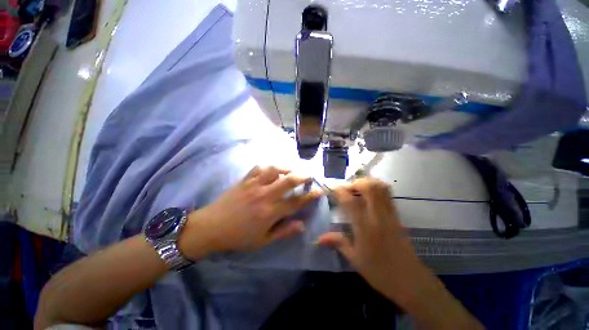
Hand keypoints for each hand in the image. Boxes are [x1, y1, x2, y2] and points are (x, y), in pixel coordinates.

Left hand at [180, 166, 320, 258]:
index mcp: (270, 212)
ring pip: (274, 170)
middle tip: (309, 175)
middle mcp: (265, 195)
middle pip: (288, 181)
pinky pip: (258, 167)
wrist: (211, 227)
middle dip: (302, 176)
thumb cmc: (238, 237)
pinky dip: (268, 166)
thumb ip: (283, 232)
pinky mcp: (245, 180)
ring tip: (292, 170)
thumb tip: (302, 225)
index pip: (296, 202)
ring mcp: (254, 185)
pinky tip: (272, 169)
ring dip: (286, 168)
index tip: (319, 191)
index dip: (310, 196)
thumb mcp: (262, 241)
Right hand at [317, 177, 435, 308]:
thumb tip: (318, 239)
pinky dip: (377, 188)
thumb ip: (337, 243)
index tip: (332, 189)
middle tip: (347, 189)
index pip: (350, 202)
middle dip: (355, 183)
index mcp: (365, 228)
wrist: (411, 281)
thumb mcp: (355, 259)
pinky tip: (369, 195)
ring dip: (367, 183)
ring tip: (357, 189)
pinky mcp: (397, 216)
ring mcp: (390, 214)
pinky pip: (388, 194)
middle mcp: (378, 217)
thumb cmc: (380, 272)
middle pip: (369, 188)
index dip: (339, 191)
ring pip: (381, 188)